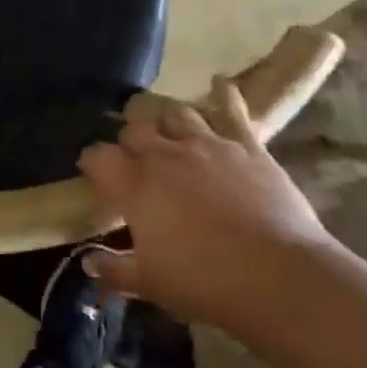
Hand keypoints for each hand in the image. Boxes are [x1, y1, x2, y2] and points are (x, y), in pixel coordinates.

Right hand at [78, 80, 335, 327]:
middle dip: (130, 141)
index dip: (92, 161)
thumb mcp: (151, 284)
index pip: (99, 157)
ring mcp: (207, 145)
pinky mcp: (245, 146)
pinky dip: (224, 95)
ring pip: (176, 113)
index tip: (93, 171)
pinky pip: (232, 110)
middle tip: (135, 159)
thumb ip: (116, 270)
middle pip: (135, 129)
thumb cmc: (205, 282)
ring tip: (170, 133)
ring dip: (169, 122)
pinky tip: (219, 84)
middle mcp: (165, 155)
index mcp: (136, 185)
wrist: (278, 276)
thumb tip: (88, 262)